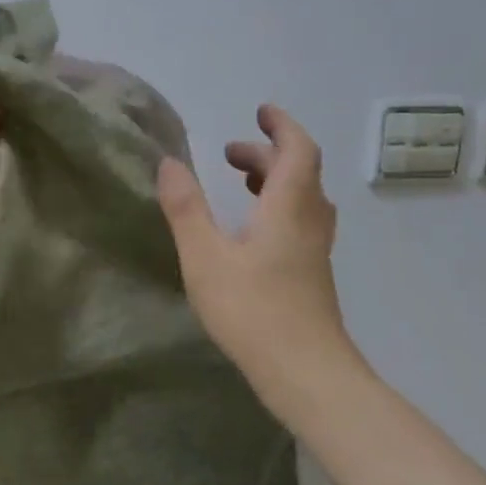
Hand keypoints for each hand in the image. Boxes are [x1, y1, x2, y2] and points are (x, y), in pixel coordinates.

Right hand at [157, 105, 363, 415]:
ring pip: (304, 199)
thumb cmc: (253, 311)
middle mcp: (310, 221)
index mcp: (288, 207)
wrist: (306, 373)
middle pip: (300, 172)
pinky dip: (278, 207)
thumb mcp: (205, 257)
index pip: (298, 149)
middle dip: (267, 154)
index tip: (260, 111)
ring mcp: (316, 250)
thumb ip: (186, 208)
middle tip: (229, 154)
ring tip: (241, 183)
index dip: (281, 125)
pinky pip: (301, 222)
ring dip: (276, 180)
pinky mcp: (313, 274)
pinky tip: (252, 232)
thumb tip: (169, 163)